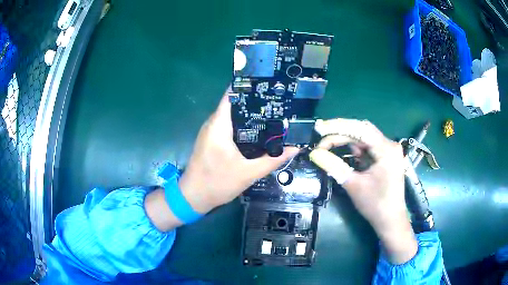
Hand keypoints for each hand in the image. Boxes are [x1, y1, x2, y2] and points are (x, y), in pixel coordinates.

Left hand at [178, 89, 299, 213]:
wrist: (194, 197)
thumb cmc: (217, 183)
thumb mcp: (249, 173)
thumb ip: (273, 160)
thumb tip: (295, 148)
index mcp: (219, 125)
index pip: (232, 95)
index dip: (250, 87)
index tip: (270, 85)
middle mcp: (213, 123)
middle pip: (235, 103)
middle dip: (256, 101)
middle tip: (279, 102)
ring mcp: (212, 131)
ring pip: (233, 115)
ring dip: (251, 114)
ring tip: (274, 113)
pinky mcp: (212, 139)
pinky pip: (230, 126)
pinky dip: (244, 125)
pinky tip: (260, 130)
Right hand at [309, 119, 416, 263]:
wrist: (390, 221)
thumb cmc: (375, 204)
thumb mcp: (353, 185)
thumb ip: (334, 166)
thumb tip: (314, 153)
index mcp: (386, 149)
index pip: (361, 129)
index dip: (338, 126)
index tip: (320, 129)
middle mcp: (389, 145)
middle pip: (362, 132)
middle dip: (340, 135)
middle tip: (321, 141)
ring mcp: (388, 151)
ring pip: (363, 139)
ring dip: (346, 142)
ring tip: (327, 147)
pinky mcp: (385, 158)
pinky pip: (367, 149)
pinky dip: (353, 151)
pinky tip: (342, 154)